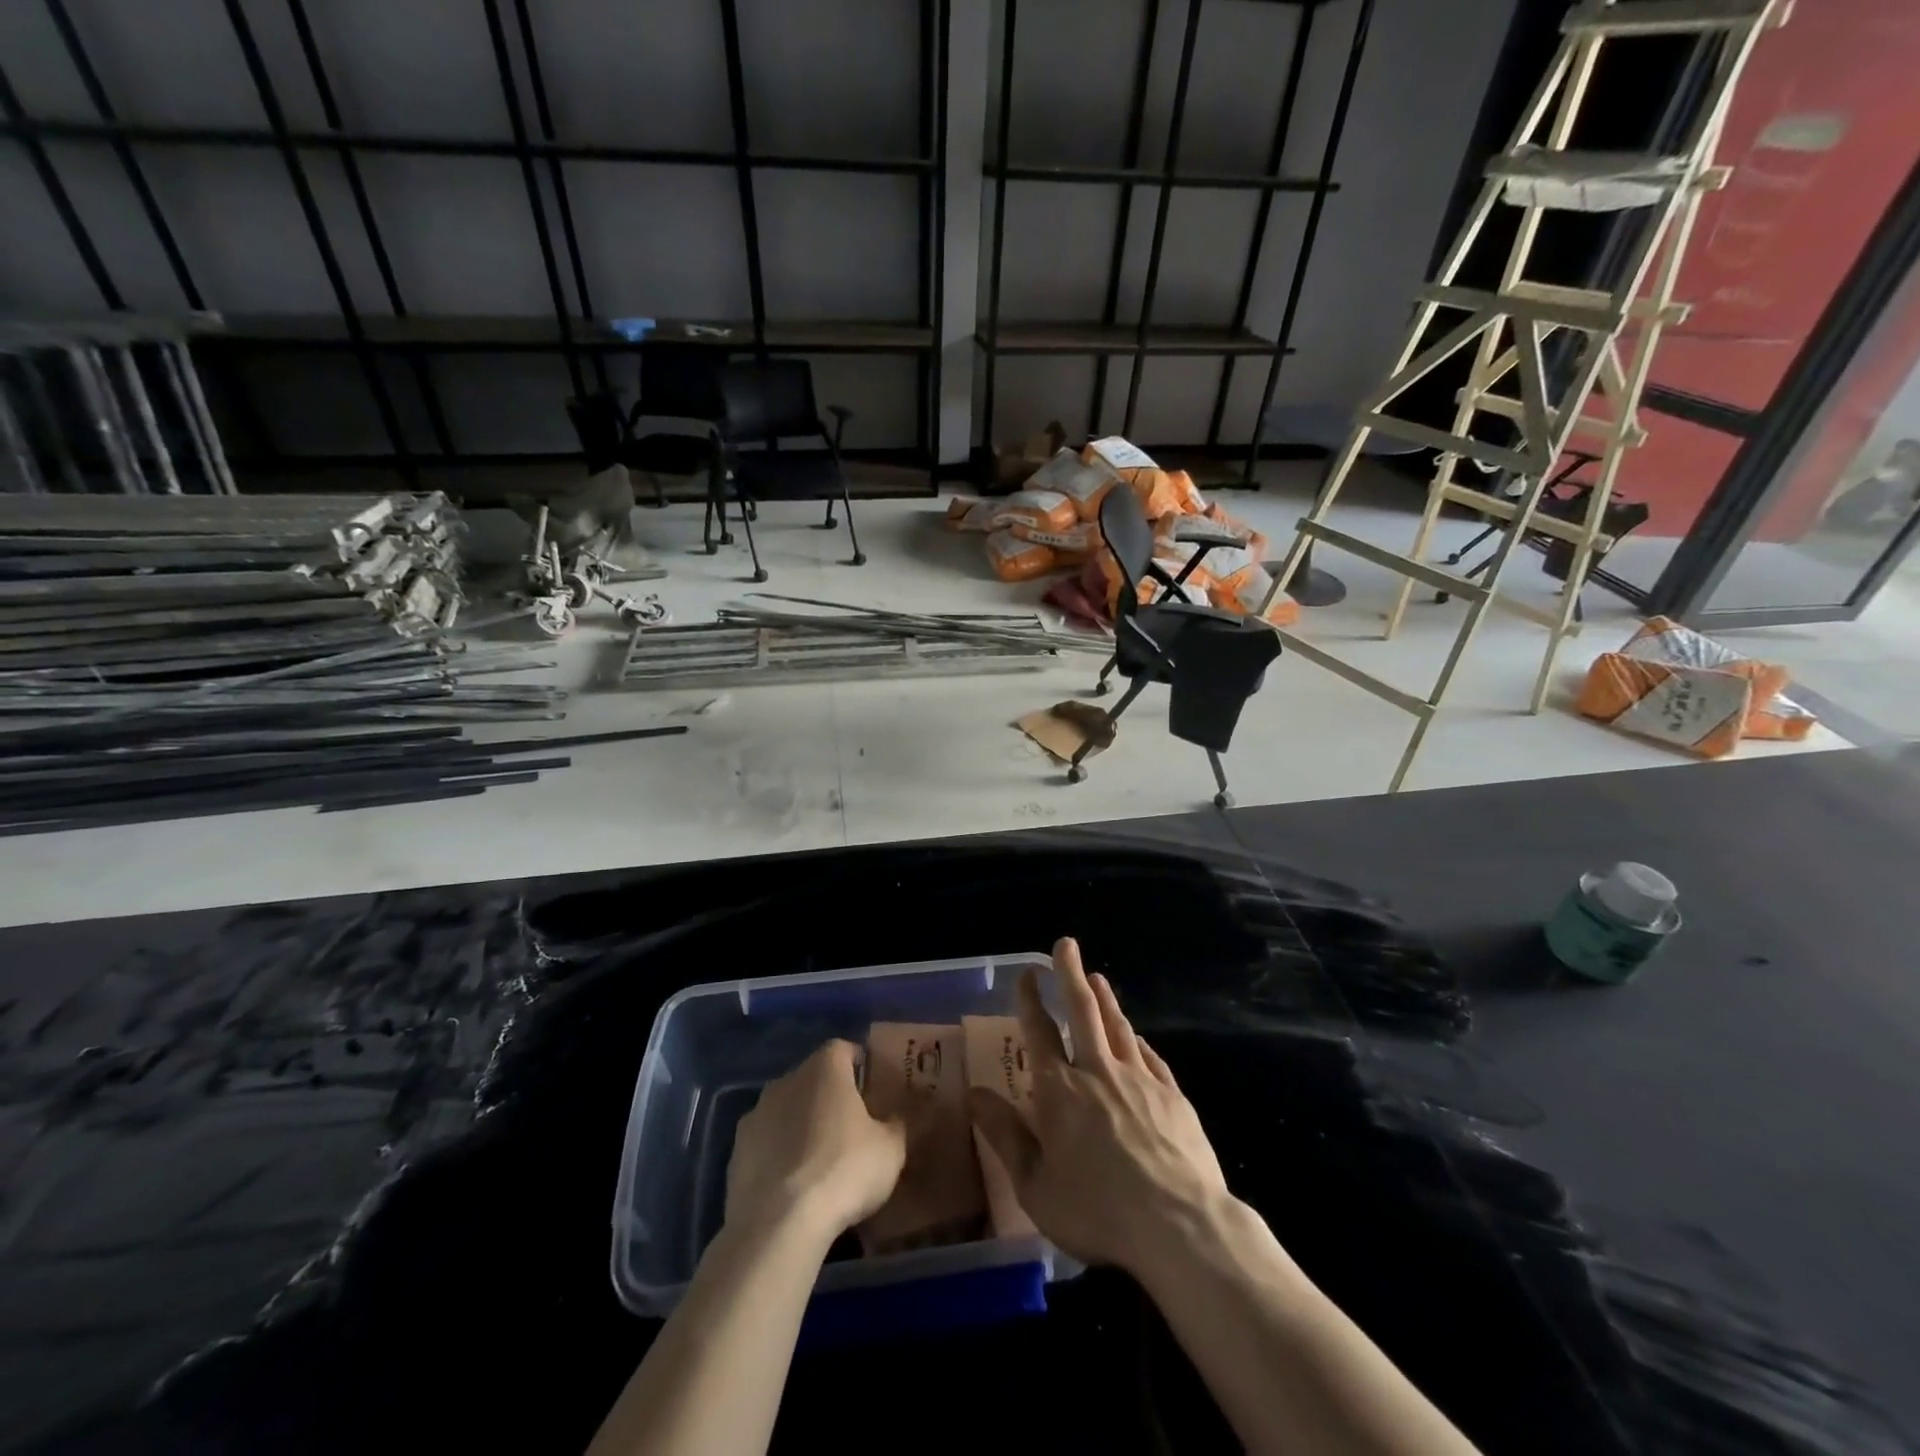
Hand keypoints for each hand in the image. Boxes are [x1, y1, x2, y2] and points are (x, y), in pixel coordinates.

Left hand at [726, 1040, 906, 1239]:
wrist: (779, 1225)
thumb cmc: (843, 1171)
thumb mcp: (891, 1150)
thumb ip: (895, 1125)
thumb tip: (893, 1118)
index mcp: (825, 1068)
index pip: (844, 1049)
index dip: (858, 1065)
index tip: (871, 1088)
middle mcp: (787, 1080)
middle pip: (813, 1078)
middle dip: (829, 1096)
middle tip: (850, 1126)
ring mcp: (756, 1114)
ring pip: (786, 1109)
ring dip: (801, 1124)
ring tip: (819, 1159)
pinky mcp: (736, 1152)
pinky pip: (766, 1143)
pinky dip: (778, 1154)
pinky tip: (792, 1185)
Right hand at [967, 938, 1229, 1274]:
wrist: (1179, 1226)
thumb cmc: (1098, 1211)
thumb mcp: (1036, 1186)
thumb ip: (1005, 1136)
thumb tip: (974, 1095)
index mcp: (1060, 1091)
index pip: (1040, 1033)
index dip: (1030, 1000)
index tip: (1027, 973)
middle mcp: (1098, 1072)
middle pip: (1083, 1011)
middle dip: (1070, 975)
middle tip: (1066, 944)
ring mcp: (1140, 1080)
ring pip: (1118, 1026)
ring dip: (1105, 998)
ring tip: (1097, 977)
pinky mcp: (1172, 1096)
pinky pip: (1150, 1056)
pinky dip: (1137, 1040)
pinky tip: (1135, 1035)